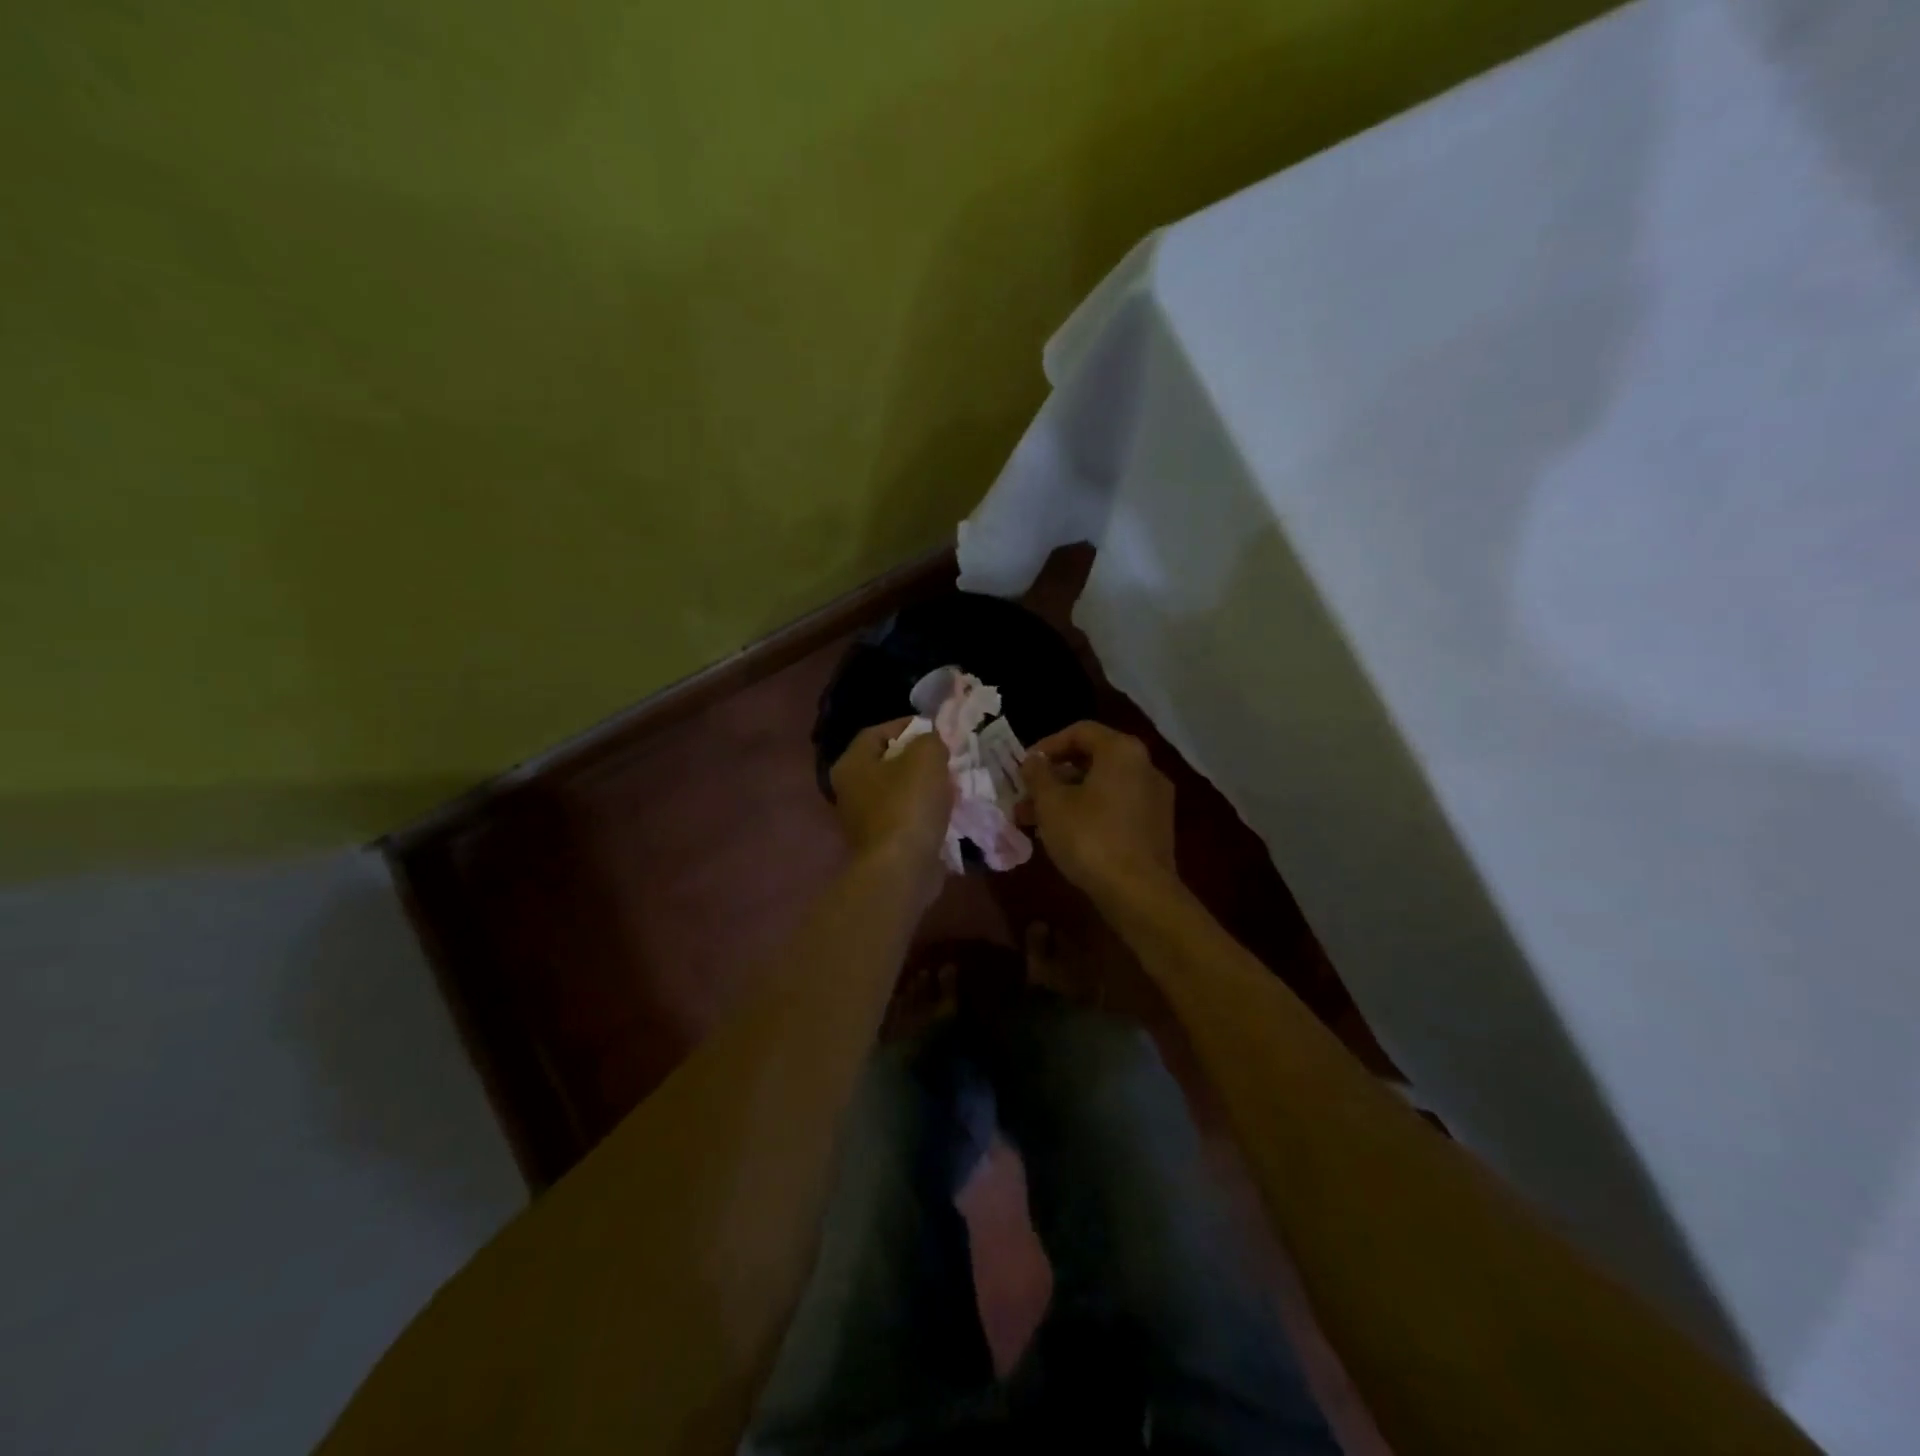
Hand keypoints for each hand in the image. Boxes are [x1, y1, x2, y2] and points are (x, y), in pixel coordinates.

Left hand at [830, 719, 951, 878]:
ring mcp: (864, 821)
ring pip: (899, 792)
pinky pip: (907, 819)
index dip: (908, 726)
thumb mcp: (926, 757)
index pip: (878, 732)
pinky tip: (947, 812)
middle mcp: (850, 790)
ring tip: (952, 785)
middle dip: (919, 759)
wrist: (902, 870)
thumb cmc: (908, 805)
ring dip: (925, 788)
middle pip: (888, 763)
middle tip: (948, 758)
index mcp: (851, 764)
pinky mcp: (882, 844)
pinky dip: (925, 814)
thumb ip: (930, 740)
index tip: (937, 731)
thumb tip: (931, 744)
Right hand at [1023, 721, 1178, 907]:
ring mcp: (1154, 798)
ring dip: (1066, 799)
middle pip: (1092, 760)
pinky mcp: (1156, 827)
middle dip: (1053, 778)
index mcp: (1122, 751)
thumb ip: (1038, 775)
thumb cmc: (1090, 837)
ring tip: (1033, 822)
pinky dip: (1088, 813)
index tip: (1024, 766)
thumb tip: (1033, 760)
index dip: (1047, 745)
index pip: (1080, 731)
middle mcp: (1145, 767)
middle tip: (1024, 798)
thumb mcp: (1052, 803)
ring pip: (1101, 787)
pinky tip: (1064, 836)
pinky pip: (1116, 808)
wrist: (1139, 893)